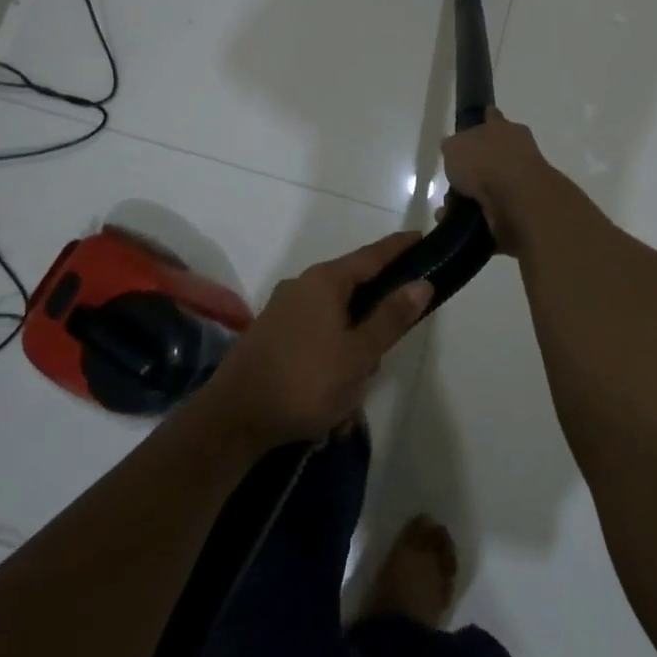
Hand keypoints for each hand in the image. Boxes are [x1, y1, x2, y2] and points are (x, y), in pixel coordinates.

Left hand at [201, 233, 430, 450]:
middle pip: (353, 289)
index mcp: (325, 280)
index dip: (399, 248)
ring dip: (351, 349)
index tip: (422, 239)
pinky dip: (329, 359)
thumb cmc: (306, 381)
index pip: (372, 255)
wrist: (234, 417)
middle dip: (374, 320)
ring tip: (353, 393)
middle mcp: (302, 285)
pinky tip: (331, 397)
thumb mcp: (359, 354)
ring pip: (334, 319)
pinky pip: (314, 336)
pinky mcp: (271, 334)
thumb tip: (422, 282)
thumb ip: (391, 318)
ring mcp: (283, 309)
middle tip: (385, 355)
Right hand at [441, 109, 564, 256]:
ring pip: (492, 186)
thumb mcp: (455, 146)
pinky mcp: (522, 210)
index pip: (492, 117)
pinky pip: (493, 212)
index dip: (484, 120)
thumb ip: (453, 146)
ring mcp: (522, 182)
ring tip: (449, 207)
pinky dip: (477, 218)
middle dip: (475, 166)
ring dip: (473, 196)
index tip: (477, 125)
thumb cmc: (485, 161)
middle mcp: (517, 151)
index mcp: (504, 128)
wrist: (517, 200)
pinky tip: (458, 223)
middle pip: (494, 154)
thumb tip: (452, 149)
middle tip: (454, 178)